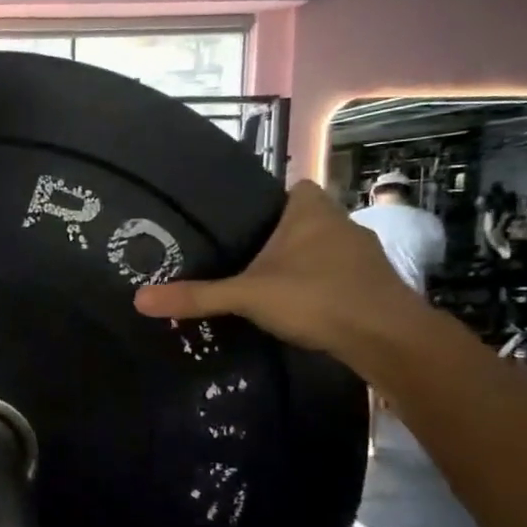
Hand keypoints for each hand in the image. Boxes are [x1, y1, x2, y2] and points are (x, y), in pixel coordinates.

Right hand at [132, 180, 424, 354]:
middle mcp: (341, 222)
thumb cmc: (316, 297)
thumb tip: (138, 299)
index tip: (240, 227)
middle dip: (278, 238)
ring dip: (300, 265)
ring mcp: (363, 254)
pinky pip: (337, 276)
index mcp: (310, 209)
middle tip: (241, 260)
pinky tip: (300, 309)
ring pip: (321, 250)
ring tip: (265, 287)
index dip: (267, 204)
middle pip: (302, 222)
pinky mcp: (374, 284)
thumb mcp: (247, 295)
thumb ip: (197, 296)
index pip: (288, 190)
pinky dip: (319, 288)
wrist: (387, 337)